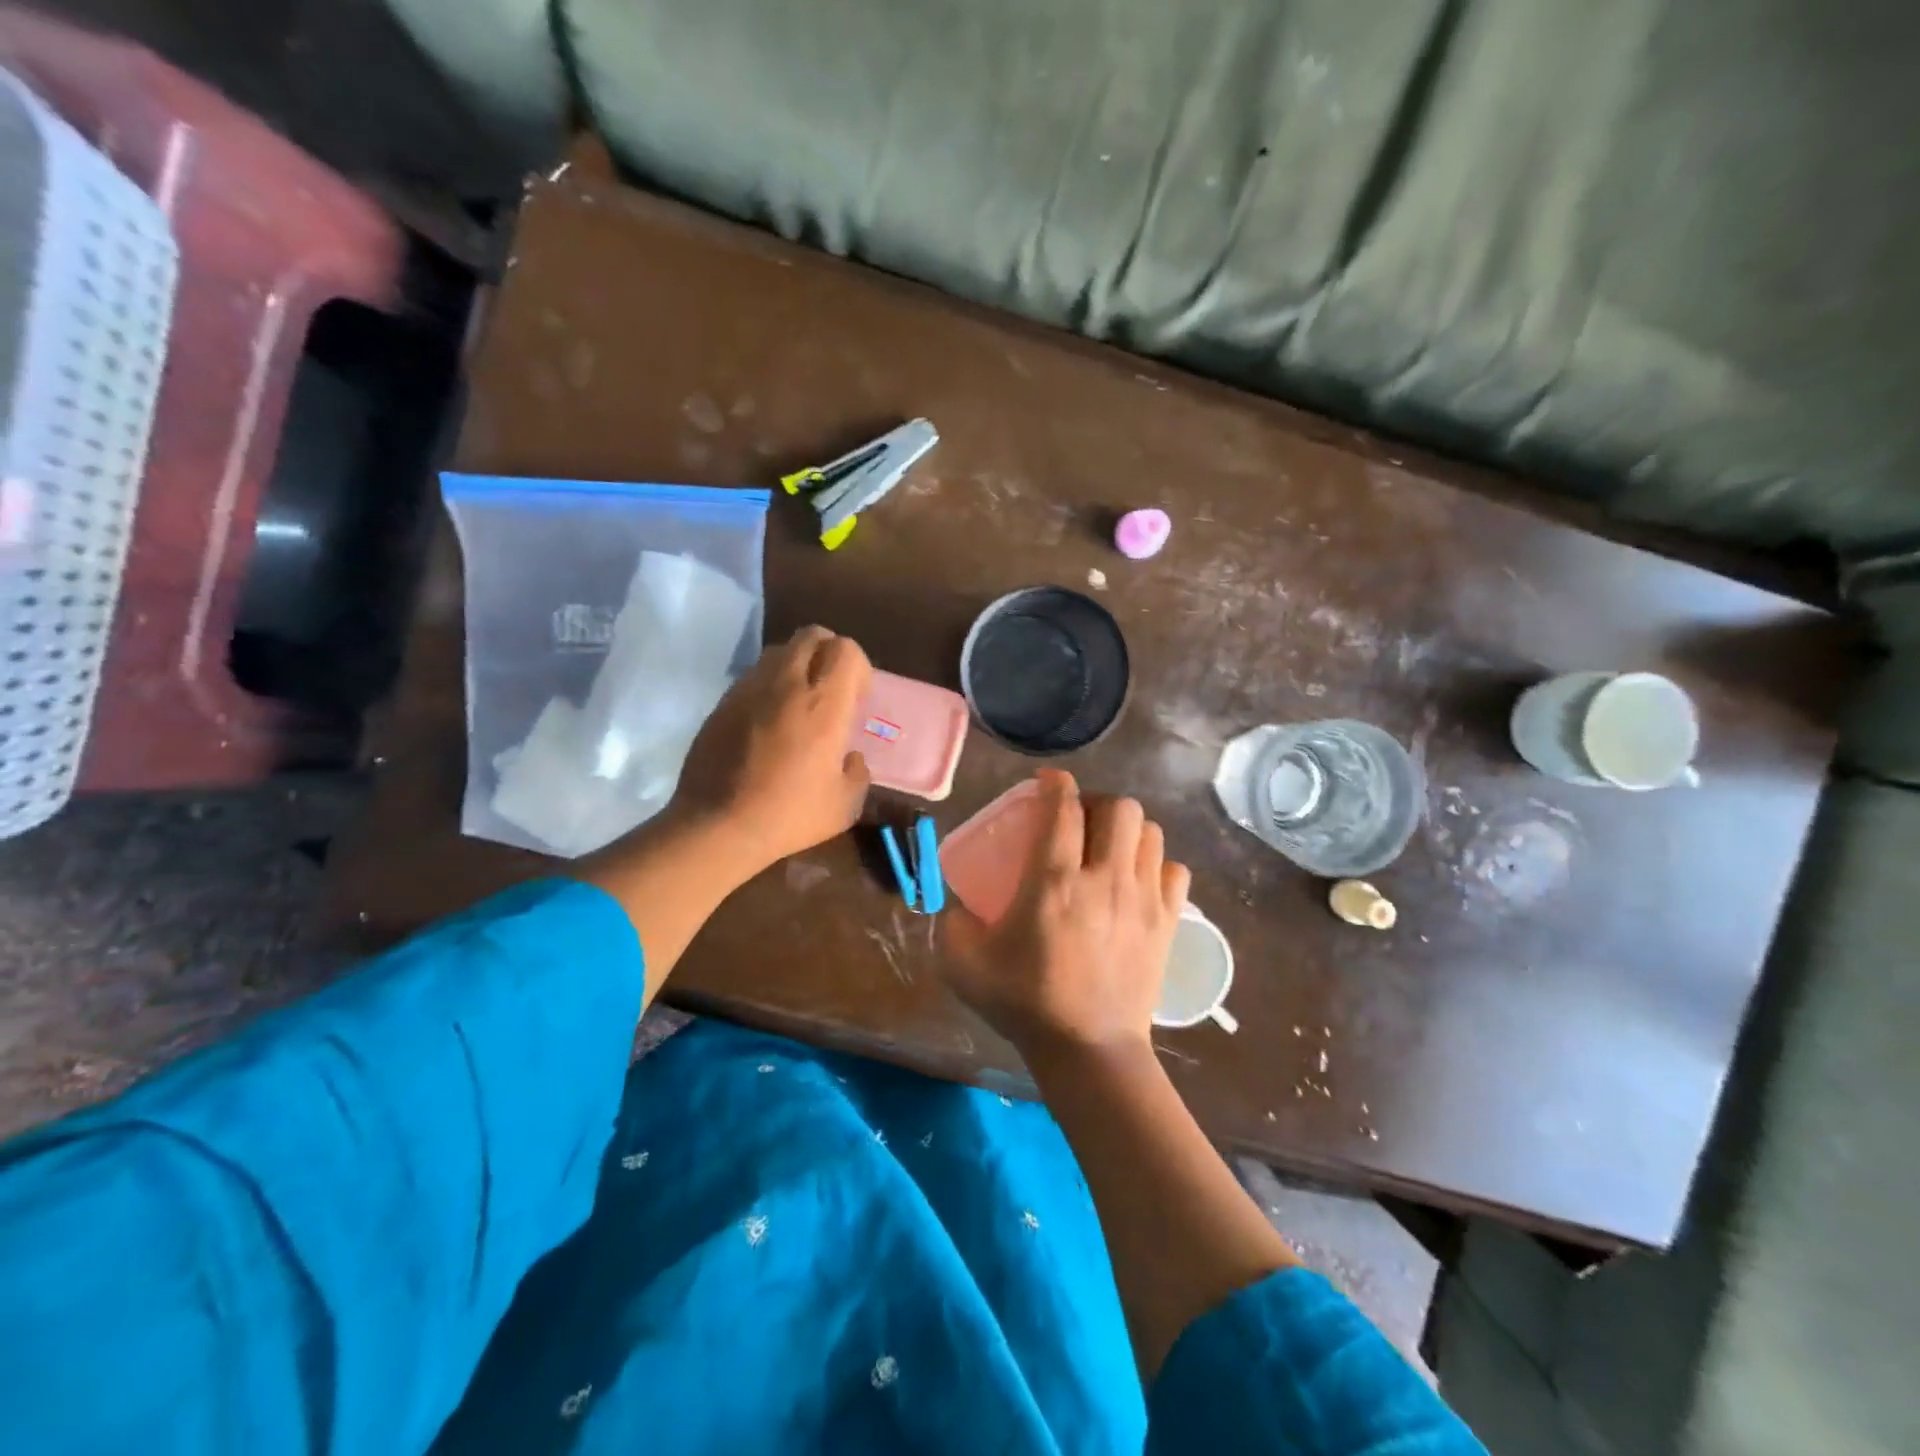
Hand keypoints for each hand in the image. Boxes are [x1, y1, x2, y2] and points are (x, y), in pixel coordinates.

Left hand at [667, 625, 872, 874]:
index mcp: (823, 704)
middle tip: (830, 690)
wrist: (717, 826)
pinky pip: (752, 677)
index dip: (857, 667)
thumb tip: (851, 759)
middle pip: (811, 635)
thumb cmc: (788, 815)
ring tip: (797, 704)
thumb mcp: (844, 805)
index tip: (857, 698)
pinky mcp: (722, 703)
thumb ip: (857, 773)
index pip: (845, 649)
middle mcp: (786, 684)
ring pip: (778, 651)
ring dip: (796, 666)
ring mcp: (749, 689)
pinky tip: (767, 724)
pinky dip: (768, 687)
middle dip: (828, 653)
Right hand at [941, 770, 1191, 1061]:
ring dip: (1127, 830)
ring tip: (1109, 848)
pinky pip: (1174, 870)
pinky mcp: (1167, 923)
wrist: (1089, 1051)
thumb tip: (956, 905)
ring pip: (1150, 832)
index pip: (1063, 808)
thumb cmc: (1025, 1003)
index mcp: (1054, 881)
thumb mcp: (965, 964)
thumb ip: (951, 925)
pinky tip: (1137, 880)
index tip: (1047, 782)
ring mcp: (1142, 899)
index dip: (1055, 783)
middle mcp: (1104, 879)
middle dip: (1097, 802)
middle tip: (1079, 822)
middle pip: (1119, 807)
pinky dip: (1156, 865)